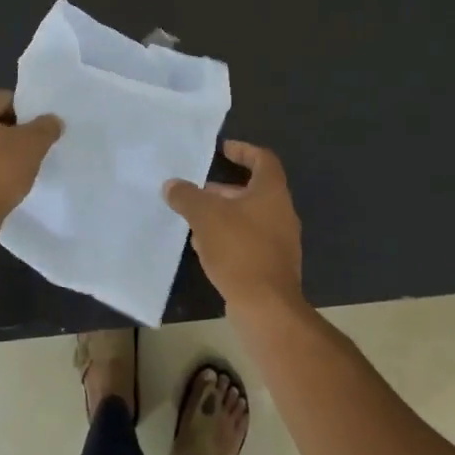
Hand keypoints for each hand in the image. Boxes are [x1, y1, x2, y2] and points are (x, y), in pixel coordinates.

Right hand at [164, 140, 303, 313]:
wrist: (266, 304)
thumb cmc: (239, 249)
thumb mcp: (205, 216)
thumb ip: (187, 196)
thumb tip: (172, 185)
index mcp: (272, 192)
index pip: (263, 159)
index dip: (243, 150)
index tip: (223, 150)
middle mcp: (282, 212)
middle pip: (254, 190)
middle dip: (225, 189)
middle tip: (199, 191)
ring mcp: (280, 240)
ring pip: (250, 217)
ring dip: (225, 215)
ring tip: (195, 220)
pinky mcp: (273, 264)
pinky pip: (249, 241)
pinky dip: (229, 237)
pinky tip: (206, 249)